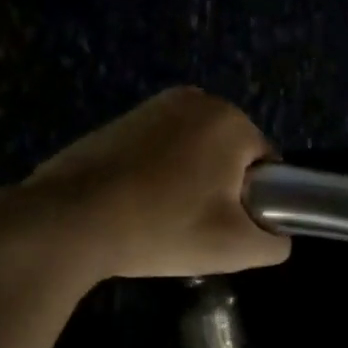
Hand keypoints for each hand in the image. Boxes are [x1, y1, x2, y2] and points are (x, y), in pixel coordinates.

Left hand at [23, 87, 290, 279]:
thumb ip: (275, 242)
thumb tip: (276, 236)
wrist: (70, 221)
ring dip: (190, 182)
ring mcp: (153, 106)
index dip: (256, 202)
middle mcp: (197, 99)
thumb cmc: (163, 227)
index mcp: (231, 120)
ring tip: (163, 218)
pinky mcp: (120, 120)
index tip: (229, 229)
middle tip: (196, 228)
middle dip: (221, 189)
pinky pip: (160, 150)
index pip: (267, 165)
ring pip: (194, 153)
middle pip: (230, 156)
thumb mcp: (236, 248)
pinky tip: (137, 204)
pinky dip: (158, 174)